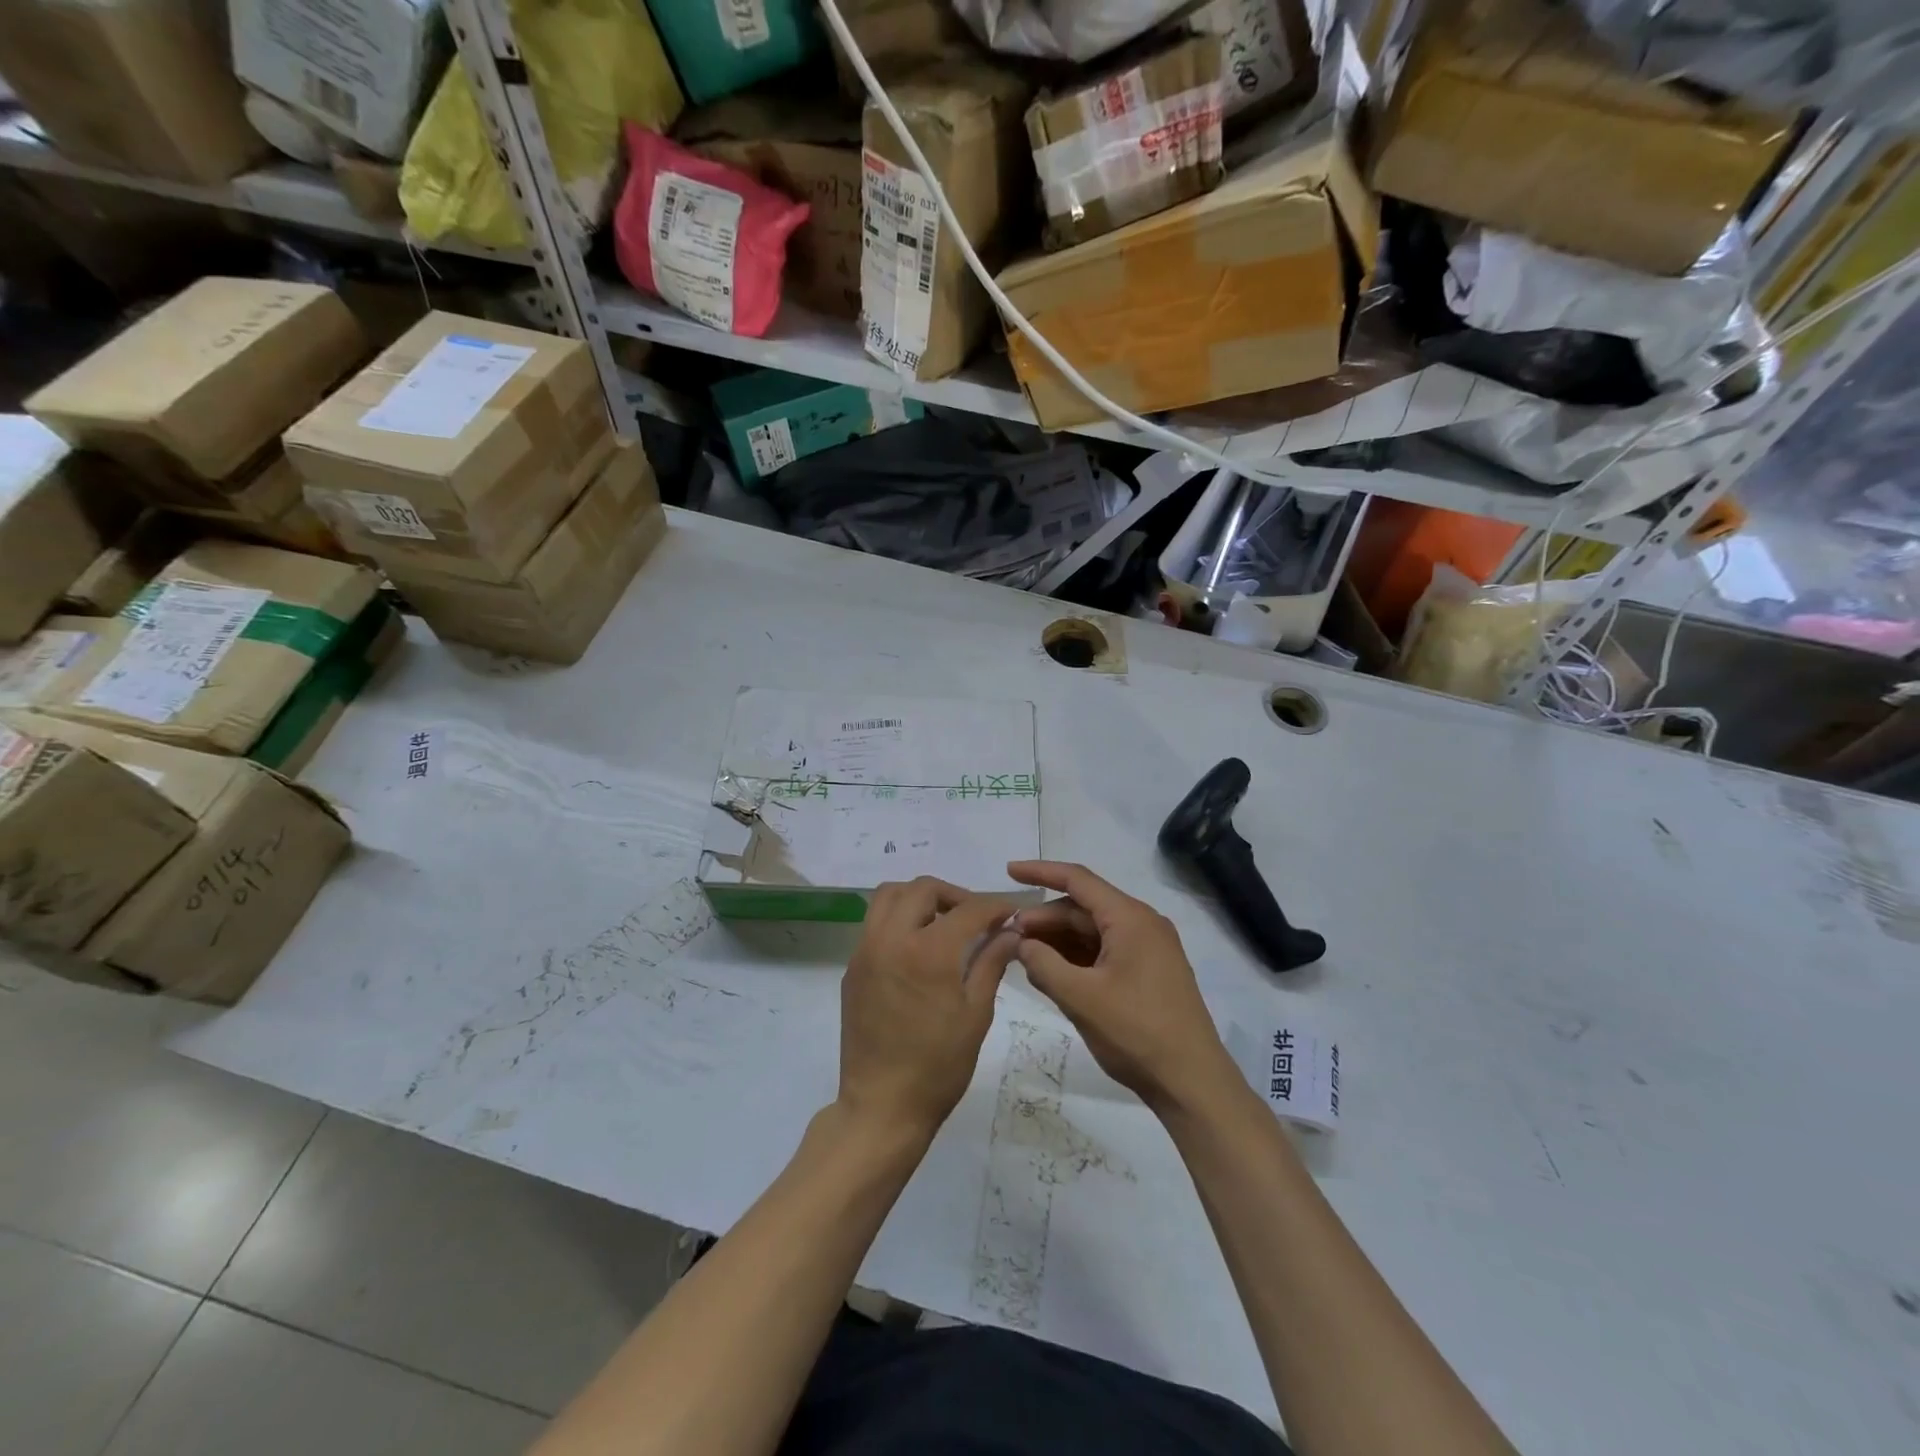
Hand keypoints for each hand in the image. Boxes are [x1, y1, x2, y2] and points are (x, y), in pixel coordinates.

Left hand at [838, 877, 1017, 1141]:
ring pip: (889, 897)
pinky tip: (917, 949)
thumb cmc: (938, 1066)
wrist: (882, 1106)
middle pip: (922, 889)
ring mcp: (865, 952)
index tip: (1010, 914)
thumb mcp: (976, 1014)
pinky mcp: (852, 968)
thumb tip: (1010, 932)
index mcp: (928, 951)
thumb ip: (991, 962)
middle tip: (975, 917)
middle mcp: (891, 939)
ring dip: (919, 898)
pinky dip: (898, 919)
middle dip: (954, 895)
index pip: (968, 910)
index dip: (995, 907)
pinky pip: (874, 924)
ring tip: (942, 923)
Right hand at [1009, 861, 1237, 1115]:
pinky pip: (1104, 952)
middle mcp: (1142, 924)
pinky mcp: (1148, 972)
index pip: (1078, 880)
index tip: (1008, 871)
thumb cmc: (1136, 1032)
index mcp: (1130, 918)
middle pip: (1083, 908)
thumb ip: (1043, 963)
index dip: (1040, 872)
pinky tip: (1051, 973)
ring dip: (1058, 940)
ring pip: (1092, 932)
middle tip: (1008, 936)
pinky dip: (1076, 958)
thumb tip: (1020, 941)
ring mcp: (1148, 949)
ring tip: (1023, 956)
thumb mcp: (1080, 997)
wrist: (1192, 1082)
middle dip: (1045, 918)